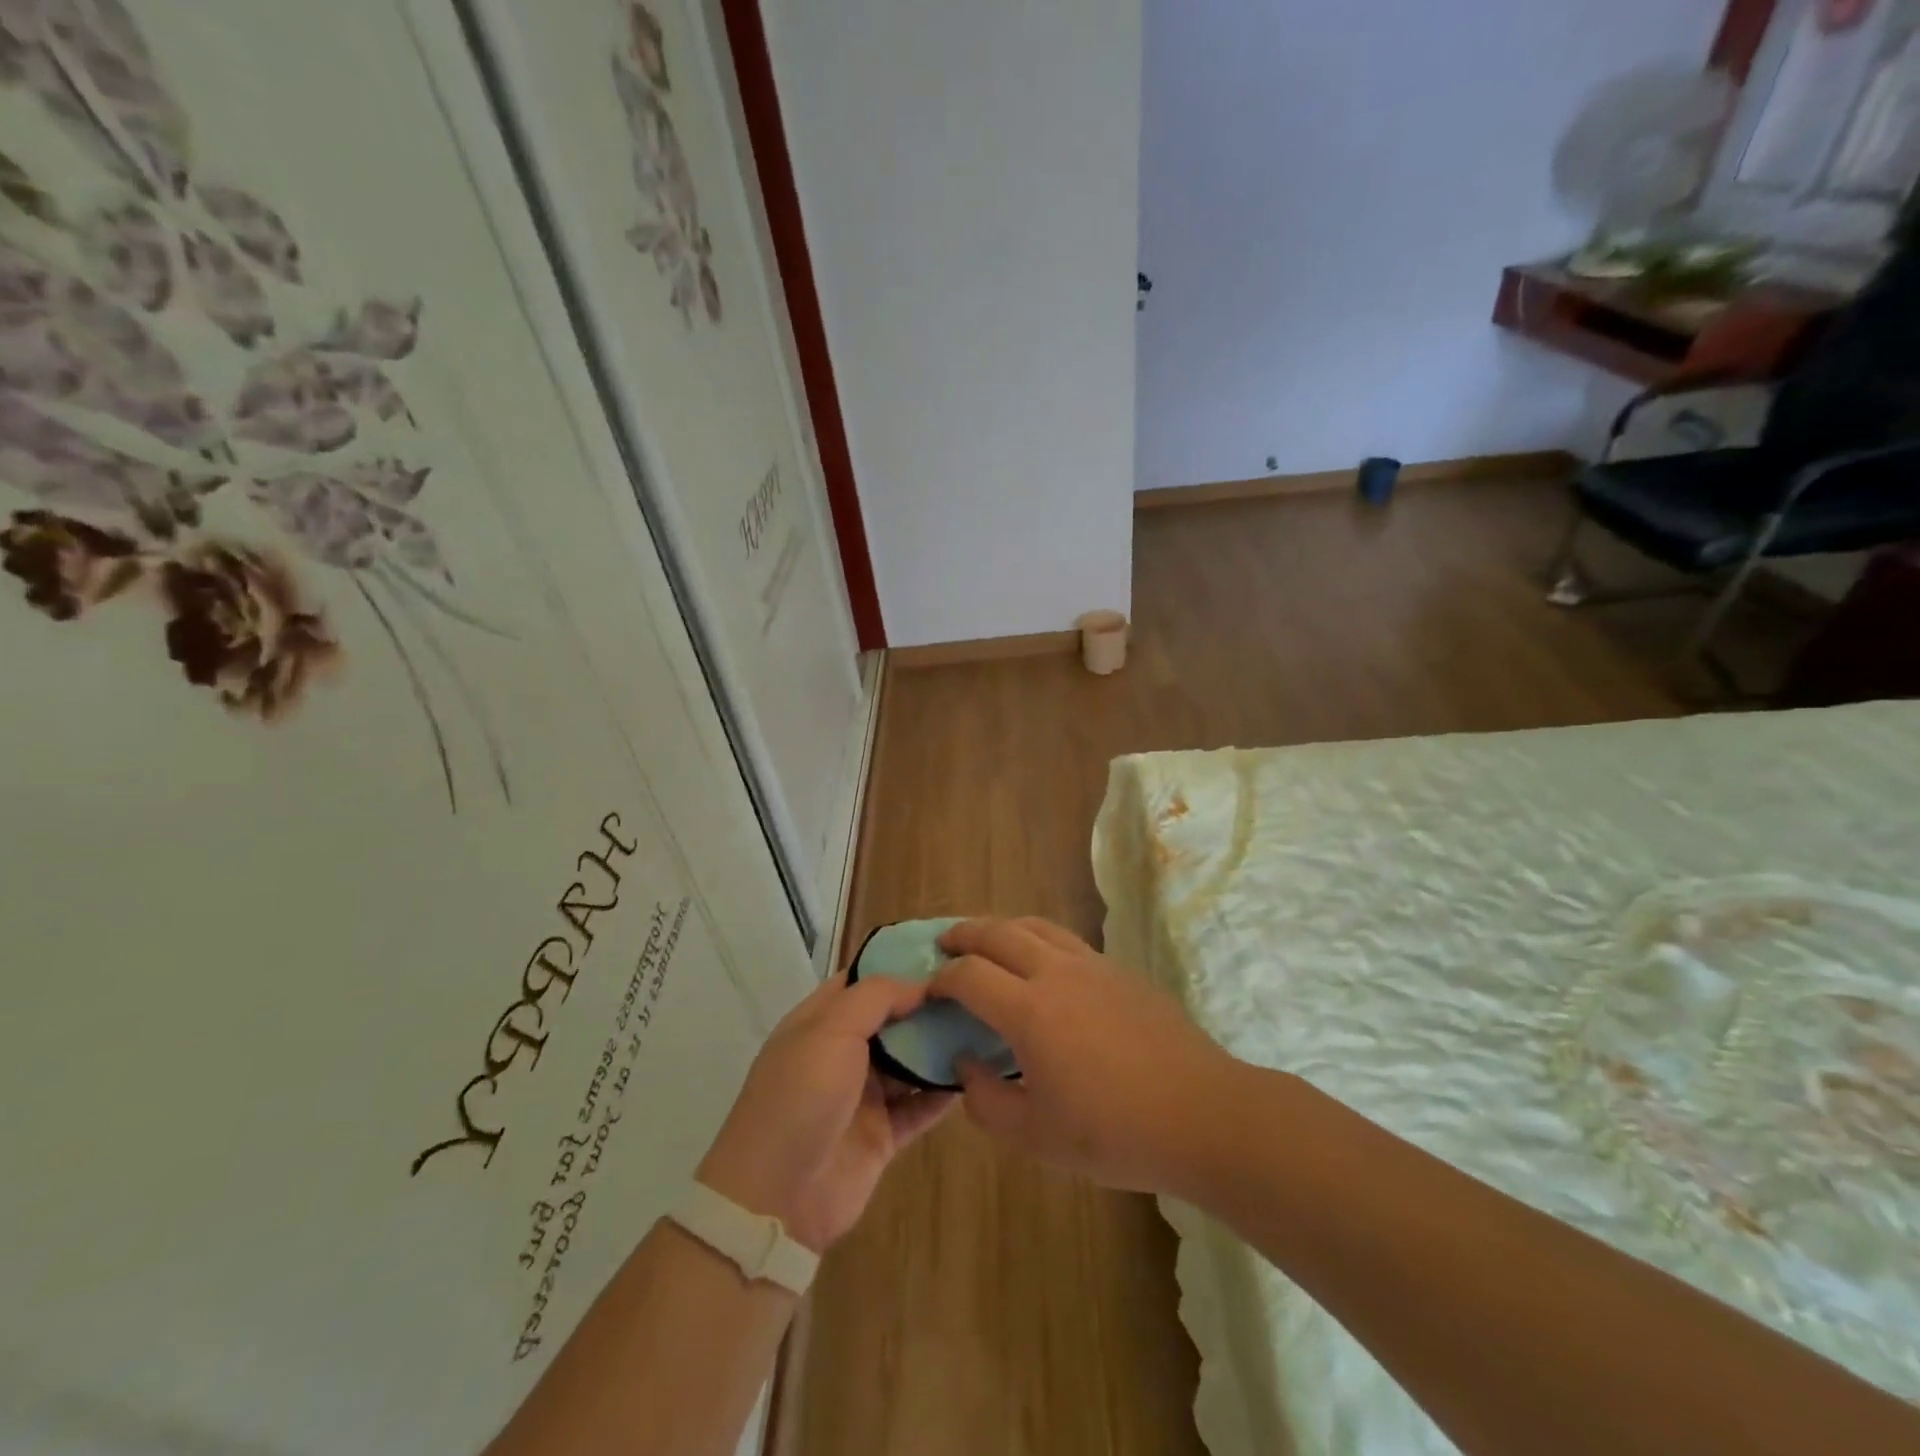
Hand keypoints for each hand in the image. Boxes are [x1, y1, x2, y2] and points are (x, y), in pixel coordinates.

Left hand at [696, 973, 955, 1252]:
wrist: (777, 1197)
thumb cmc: (800, 1096)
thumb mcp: (831, 1029)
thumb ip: (877, 997)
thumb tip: (921, 984)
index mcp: (820, 1021)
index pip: (863, 981)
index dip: (899, 964)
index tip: (946, 953)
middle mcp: (842, 1053)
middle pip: (892, 1019)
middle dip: (928, 1004)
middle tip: (978, 987)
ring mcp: (863, 1096)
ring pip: (910, 1061)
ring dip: (941, 1045)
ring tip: (986, 1022)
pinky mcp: (883, 1135)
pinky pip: (921, 1105)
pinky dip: (946, 1091)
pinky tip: (979, 1071)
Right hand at [930, 918, 1235, 1193]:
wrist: (1202, 1114)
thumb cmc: (1115, 1133)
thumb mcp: (1036, 1138)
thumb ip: (986, 1102)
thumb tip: (965, 1065)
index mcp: (1029, 1011)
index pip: (969, 976)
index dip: (941, 980)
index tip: (929, 991)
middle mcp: (1056, 973)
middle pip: (998, 932)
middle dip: (964, 934)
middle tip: (946, 945)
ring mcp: (1093, 965)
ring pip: (1036, 926)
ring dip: (1003, 928)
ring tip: (989, 944)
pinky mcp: (1121, 970)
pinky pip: (1068, 940)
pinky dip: (1039, 940)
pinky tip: (1044, 969)